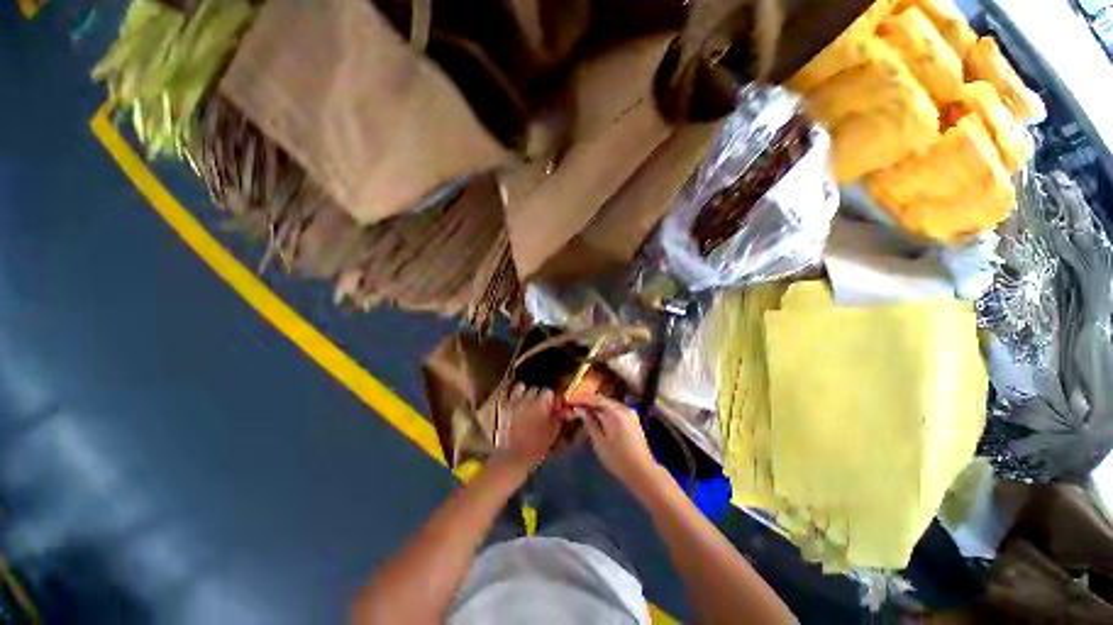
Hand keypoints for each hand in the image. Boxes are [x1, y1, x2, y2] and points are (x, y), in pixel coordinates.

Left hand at [495, 384, 562, 470]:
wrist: (510, 458)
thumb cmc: (534, 448)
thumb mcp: (552, 434)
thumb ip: (559, 418)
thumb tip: (566, 409)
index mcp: (541, 404)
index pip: (549, 392)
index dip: (551, 399)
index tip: (552, 406)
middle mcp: (527, 398)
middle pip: (535, 389)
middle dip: (538, 395)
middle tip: (539, 405)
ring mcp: (512, 400)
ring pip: (521, 386)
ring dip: (523, 392)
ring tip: (524, 401)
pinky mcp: (499, 404)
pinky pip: (505, 390)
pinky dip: (508, 390)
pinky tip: (511, 396)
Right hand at [568, 394, 661, 490]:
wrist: (643, 472)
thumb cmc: (618, 459)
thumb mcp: (599, 442)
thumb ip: (590, 422)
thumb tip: (580, 410)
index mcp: (615, 413)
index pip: (595, 399)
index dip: (582, 399)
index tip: (570, 401)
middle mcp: (624, 408)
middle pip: (603, 400)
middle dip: (589, 401)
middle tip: (575, 405)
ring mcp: (630, 413)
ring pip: (610, 404)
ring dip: (597, 406)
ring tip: (584, 410)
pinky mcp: (633, 420)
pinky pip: (616, 410)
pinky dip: (605, 411)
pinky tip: (598, 417)